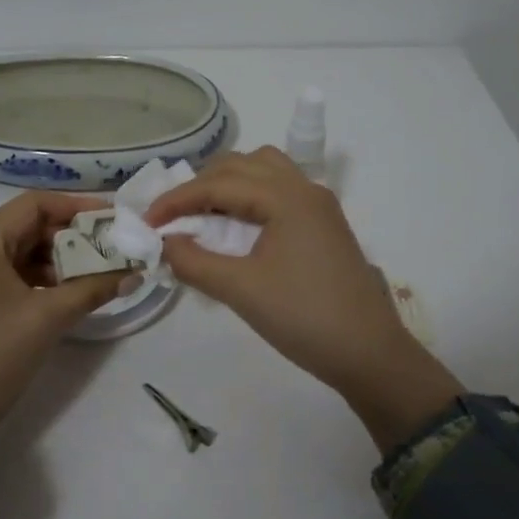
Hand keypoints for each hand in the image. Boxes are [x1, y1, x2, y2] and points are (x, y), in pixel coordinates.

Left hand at [0, 192, 130, 494]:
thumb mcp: (48, 319)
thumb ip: (94, 289)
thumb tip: (135, 273)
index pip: (32, 205)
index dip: (75, 207)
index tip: (111, 219)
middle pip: (24, 226)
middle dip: (69, 236)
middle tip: (109, 250)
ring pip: (15, 251)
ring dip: (54, 259)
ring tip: (93, 275)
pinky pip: (4, 273)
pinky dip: (35, 277)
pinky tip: (63, 294)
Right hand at [148, 147, 460, 450]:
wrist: (370, 354)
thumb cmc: (304, 318)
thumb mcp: (241, 290)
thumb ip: (195, 262)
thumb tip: (164, 243)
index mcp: (287, 197)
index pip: (220, 183)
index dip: (178, 199)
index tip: (148, 221)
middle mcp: (305, 189)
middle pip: (243, 164)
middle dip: (202, 184)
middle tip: (173, 215)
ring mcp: (319, 205)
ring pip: (265, 171)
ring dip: (229, 184)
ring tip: (203, 214)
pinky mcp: (324, 224)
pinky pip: (279, 191)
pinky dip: (250, 196)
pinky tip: (237, 226)